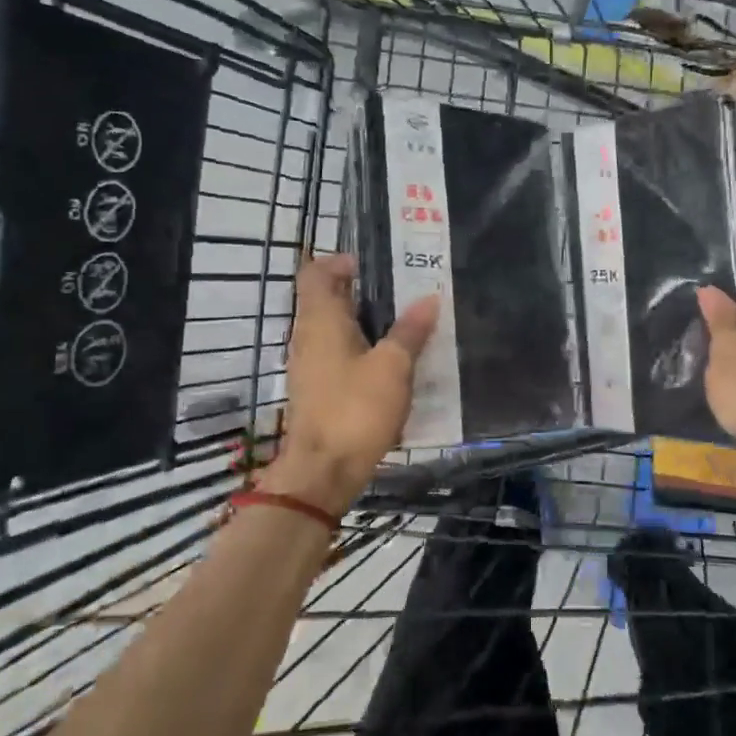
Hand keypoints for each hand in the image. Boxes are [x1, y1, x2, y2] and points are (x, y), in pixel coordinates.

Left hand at [262, 253, 439, 513]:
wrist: (322, 472)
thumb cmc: (355, 410)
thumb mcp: (393, 367)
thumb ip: (410, 331)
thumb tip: (429, 298)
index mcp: (320, 321)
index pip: (315, 274)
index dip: (339, 262)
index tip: (371, 266)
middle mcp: (307, 337)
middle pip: (325, 300)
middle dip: (360, 292)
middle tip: (401, 293)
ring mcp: (308, 366)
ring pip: (331, 329)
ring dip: (362, 323)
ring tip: (403, 326)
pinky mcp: (315, 390)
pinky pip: (335, 355)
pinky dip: (358, 349)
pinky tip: (389, 365)